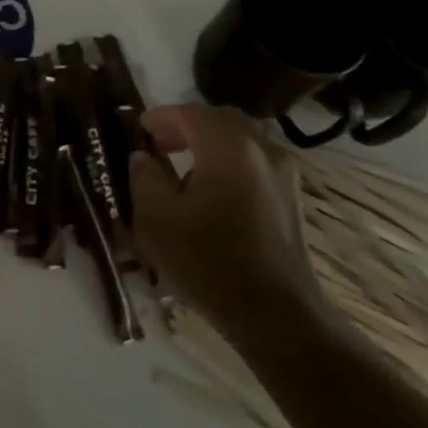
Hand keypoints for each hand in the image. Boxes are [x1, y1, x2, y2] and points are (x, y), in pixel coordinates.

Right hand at [128, 104, 335, 353]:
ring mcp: (283, 173)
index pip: (189, 113)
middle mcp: (262, 149)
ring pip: (240, 141)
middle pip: (220, 121)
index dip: (160, 117)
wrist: (275, 314)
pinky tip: (209, 192)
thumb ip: (145, 177)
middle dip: (186, 126)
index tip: (138, 130)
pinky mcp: (290, 198)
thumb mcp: (156, 219)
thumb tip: (144, 157)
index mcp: (228, 147)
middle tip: (158, 144)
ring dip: (209, 145)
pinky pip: (253, 163)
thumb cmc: (208, 261)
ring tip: (180, 168)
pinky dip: (228, 163)